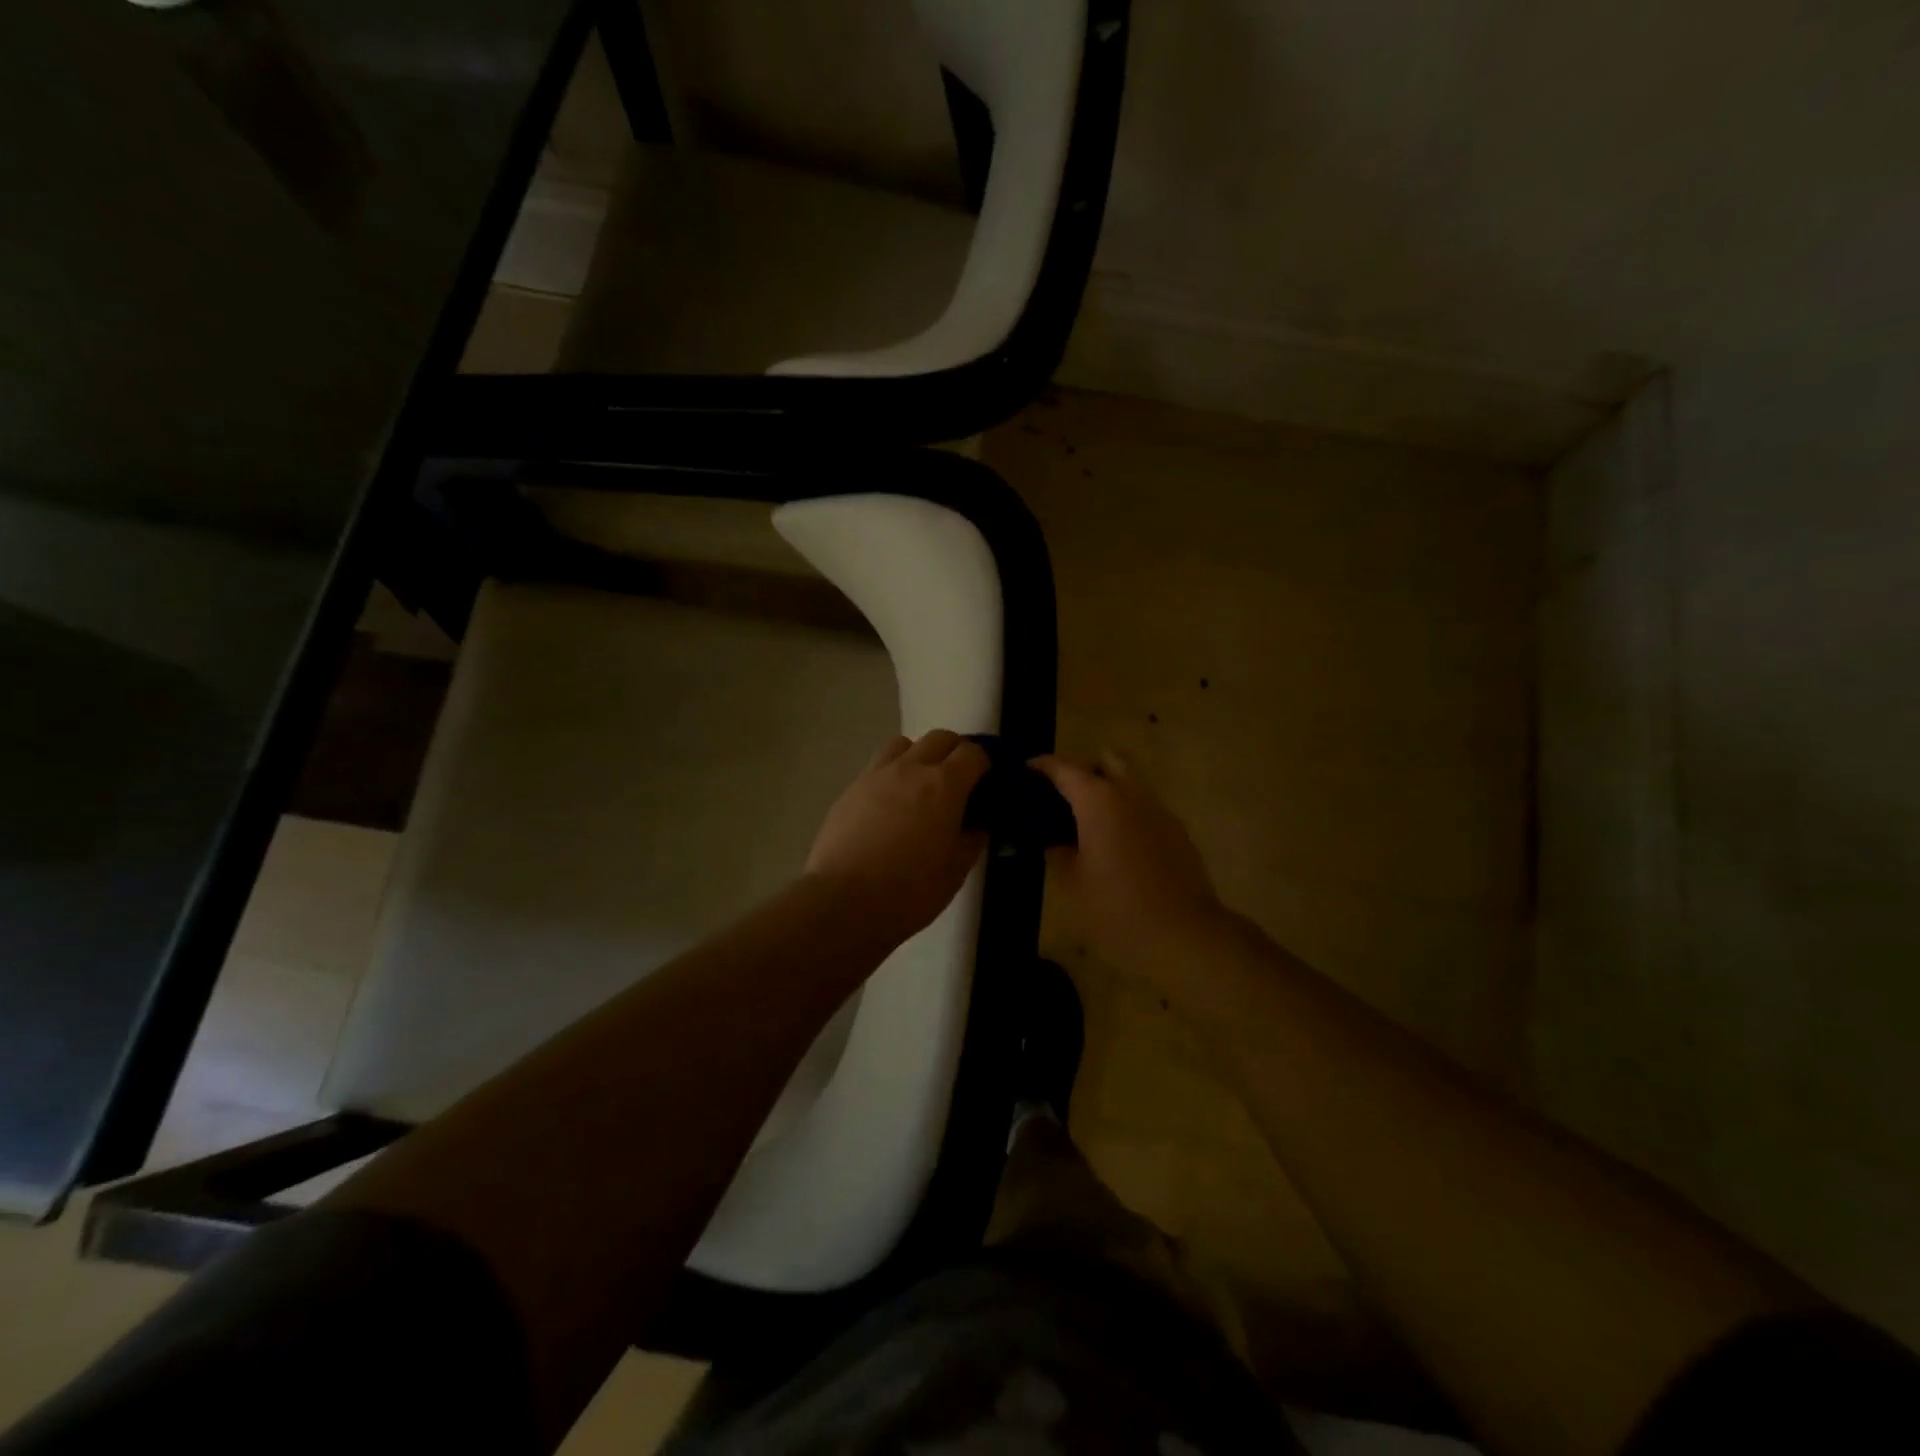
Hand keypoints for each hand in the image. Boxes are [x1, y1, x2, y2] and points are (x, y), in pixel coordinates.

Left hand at [805, 730, 990, 940]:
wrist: (842, 901)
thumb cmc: (909, 890)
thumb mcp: (955, 871)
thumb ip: (972, 839)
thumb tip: (978, 823)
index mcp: (944, 785)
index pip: (972, 753)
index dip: (985, 763)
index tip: (988, 782)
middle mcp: (911, 768)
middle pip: (940, 738)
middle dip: (955, 751)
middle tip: (960, 780)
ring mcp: (876, 775)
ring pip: (904, 744)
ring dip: (920, 755)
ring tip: (921, 785)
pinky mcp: (851, 789)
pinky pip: (878, 766)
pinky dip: (893, 773)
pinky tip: (891, 805)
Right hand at [1031, 752, 1229, 972]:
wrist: (1186, 937)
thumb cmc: (1117, 911)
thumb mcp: (1072, 885)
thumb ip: (1057, 853)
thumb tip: (1052, 840)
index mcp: (1099, 801)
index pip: (1064, 768)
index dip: (1041, 766)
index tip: (1025, 771)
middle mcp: (1131, 794)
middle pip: (1106, 760)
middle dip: (1083, 770)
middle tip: (1063, 797)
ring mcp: (1159, 810)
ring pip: (1130, 781)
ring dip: (1108, 790)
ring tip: (1088, 823)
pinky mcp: (1177, 832)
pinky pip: (1145, 807)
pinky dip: (1127, 812)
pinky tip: (1117, 846)